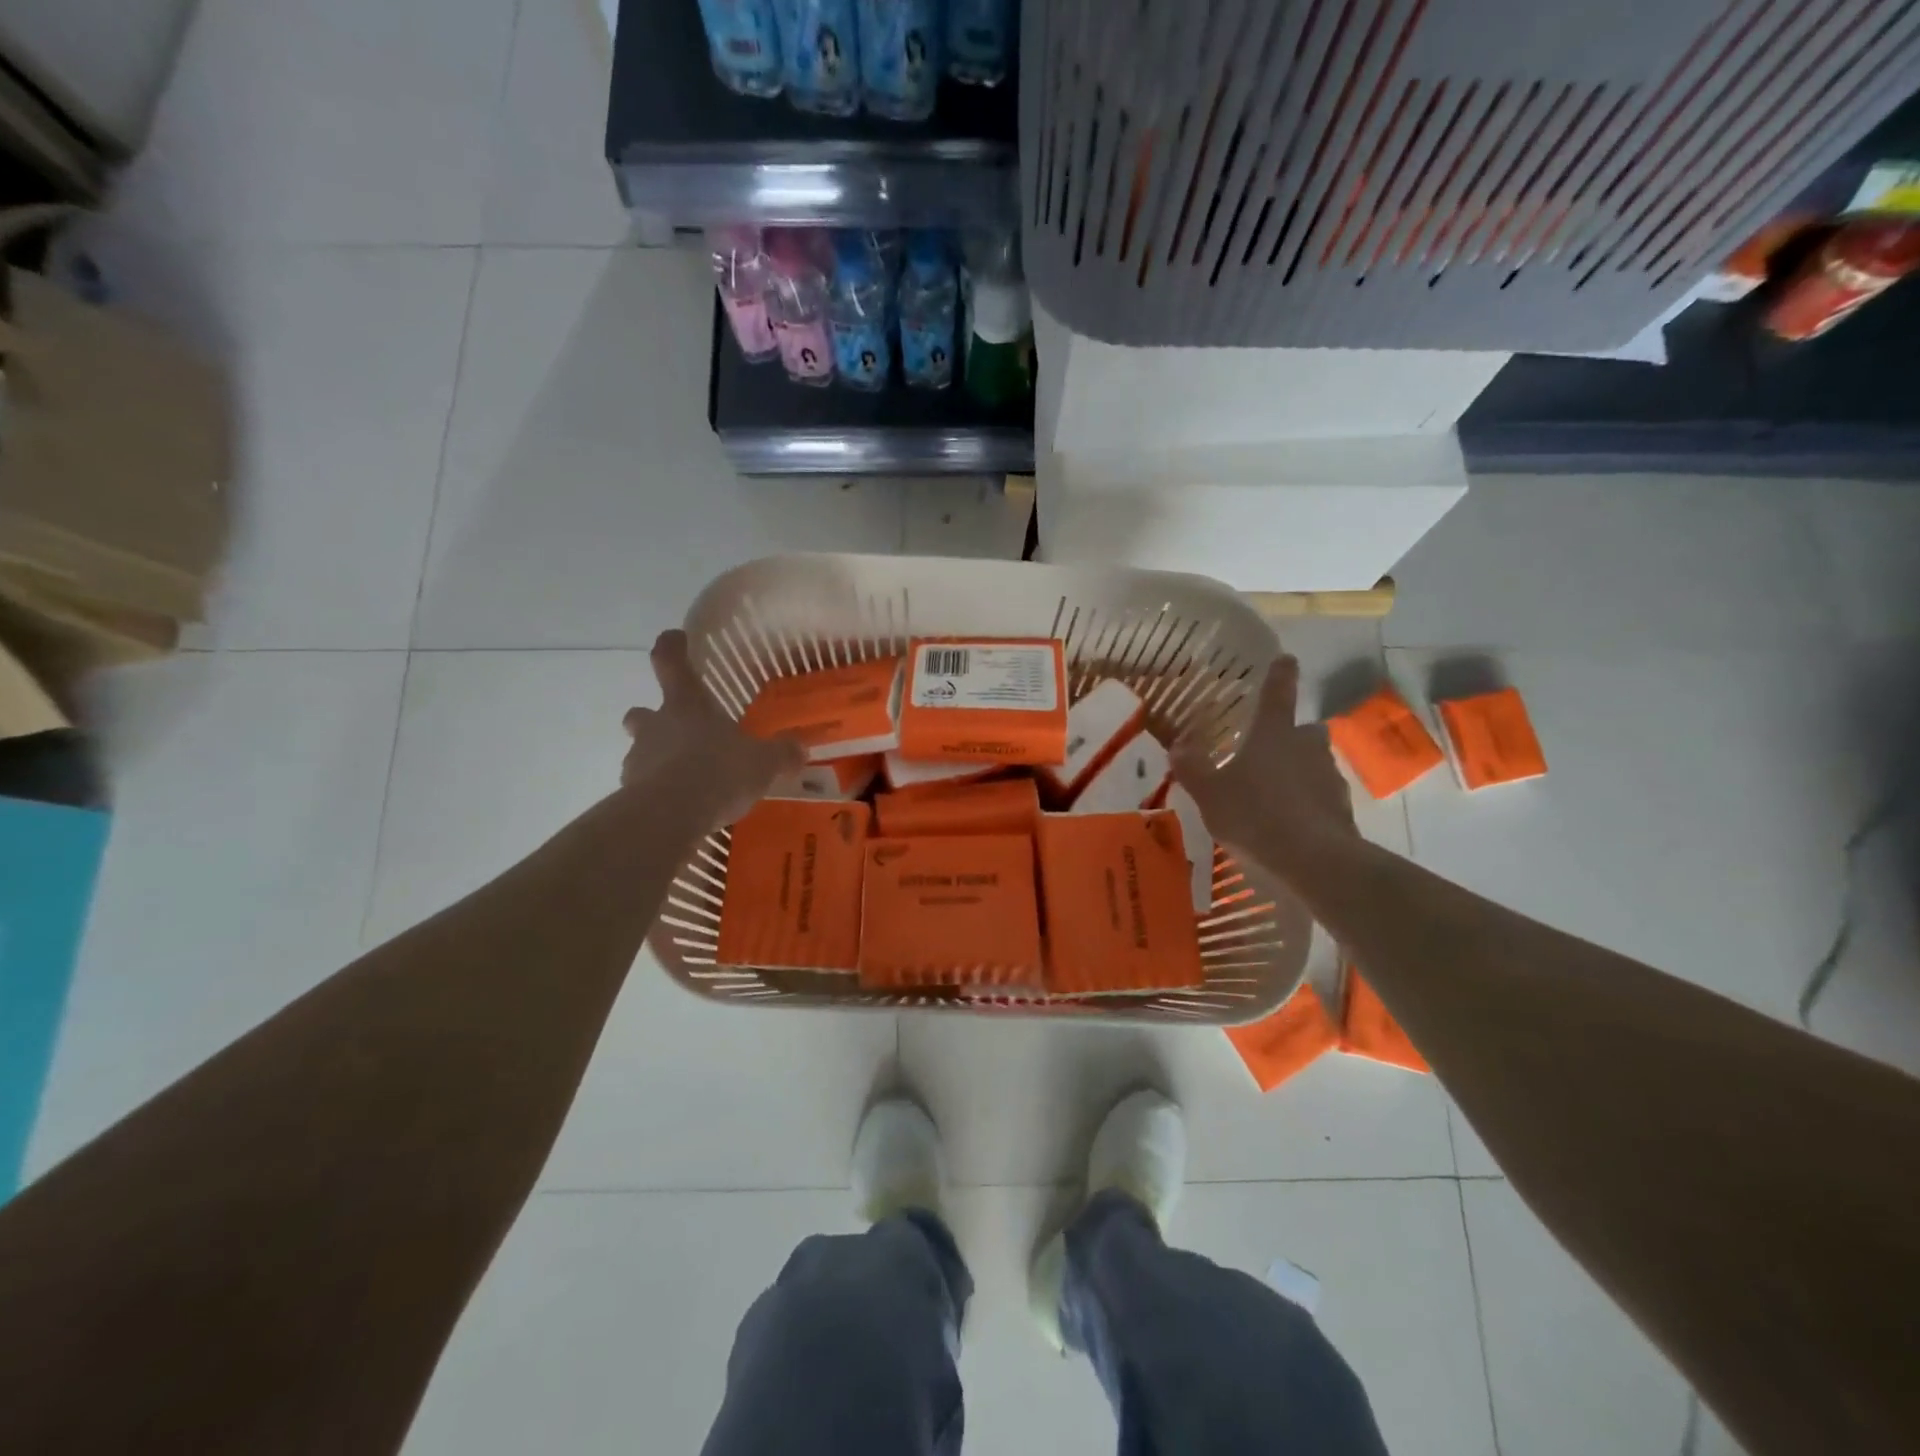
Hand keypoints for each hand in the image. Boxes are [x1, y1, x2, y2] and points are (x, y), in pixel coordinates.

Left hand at [621, 630, 802, 830]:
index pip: (671, 661)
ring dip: (657, 758)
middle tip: (674, 728)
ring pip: (641, 750)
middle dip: (651, 716)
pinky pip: (644, 786)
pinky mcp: (630, 793)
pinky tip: (681, 808)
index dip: (672, 647)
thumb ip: (781, 753)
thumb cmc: (717, 772)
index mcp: (687, 705)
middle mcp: (657, 725)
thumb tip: (801, 747)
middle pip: (642, 711)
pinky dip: (658, 792)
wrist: (669, 816)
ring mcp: (639, 759)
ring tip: (686, 779)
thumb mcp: (763, 762)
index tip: (675, 639)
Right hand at [1170, 655, 1355, 872]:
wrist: (1313, 860)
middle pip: (1305, 729)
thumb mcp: (1209, 793)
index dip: (1280, 674)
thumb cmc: (1254, 814)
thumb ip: (1192, 768)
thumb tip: (1178, 745)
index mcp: (1274, 733)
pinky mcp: (1342, 809)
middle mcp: (1307, 746)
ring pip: (1315, 763)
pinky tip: (1292, 823)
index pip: (1278, 692)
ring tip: (1276, 793)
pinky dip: (1309, 803)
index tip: (1286, 659)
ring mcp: (1329, 777)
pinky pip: (1322, 797)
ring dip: (1301, 771)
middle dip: (1293, 734)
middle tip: (1271, 749)